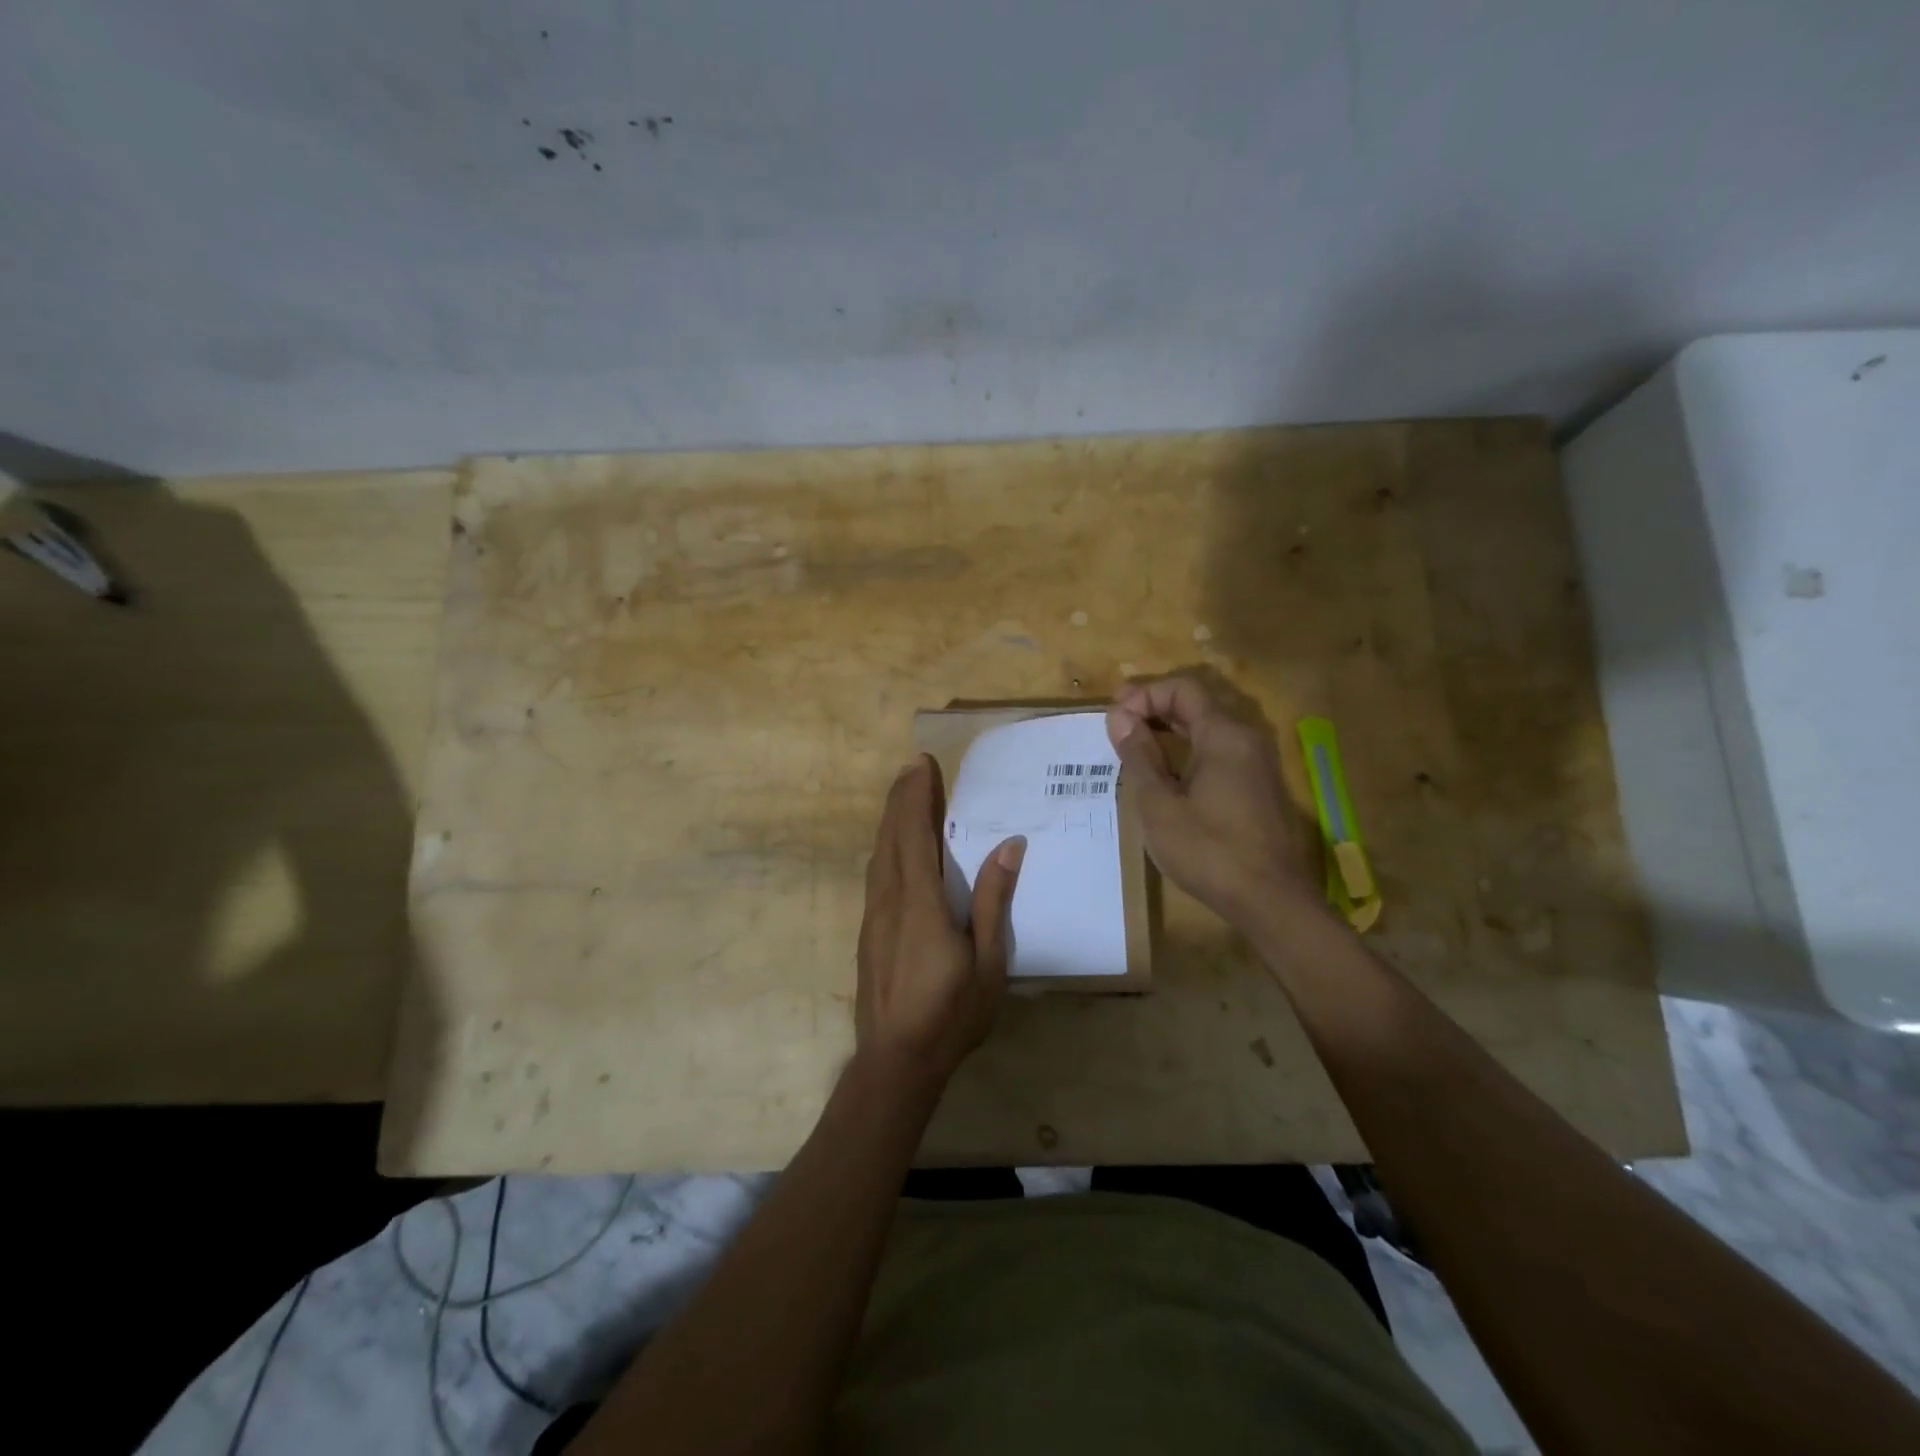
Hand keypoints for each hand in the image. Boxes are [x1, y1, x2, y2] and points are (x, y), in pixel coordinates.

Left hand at [855, 755, 1024, 1088]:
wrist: (895, 1060)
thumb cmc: (951, 1014)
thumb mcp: (988, 962)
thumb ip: (993, 900)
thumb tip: (1009, 846)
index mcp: (920, 902)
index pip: (915, 833)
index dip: (916, 795)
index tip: (922, 763)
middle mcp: (889, 899)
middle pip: (891, 835)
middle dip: (901, 797)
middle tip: (914, 766)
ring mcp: (873, 914)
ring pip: (878, 853)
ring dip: (890, 818)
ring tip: (904, 794)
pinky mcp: (867, 930)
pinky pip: (875, 873)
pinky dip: (885, 845)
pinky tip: (893, 847)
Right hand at [1106, 671, 1314, 928]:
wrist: (1270, 900)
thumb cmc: (1208, 851)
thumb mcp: (1159, 805)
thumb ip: (1139, 756)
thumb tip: (1120, 717)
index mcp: (1224, 736)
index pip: (1183, 689)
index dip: (1145, 694)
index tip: (1114, 716)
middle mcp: (1247, 738)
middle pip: (1199, 703)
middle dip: (1155, 706)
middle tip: (1118, 721)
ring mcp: (1257, 762)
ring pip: (1210, 727)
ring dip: (1171, 727)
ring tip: (1135, 742)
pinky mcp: (1259, 785)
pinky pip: (1220, 750)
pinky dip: (1188, 747)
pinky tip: (1167, 770)